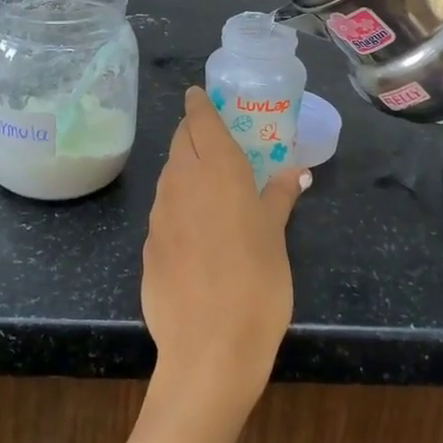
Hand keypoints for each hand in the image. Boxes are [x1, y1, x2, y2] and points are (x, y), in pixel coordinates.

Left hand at [142, 88, 308, 419]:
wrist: (208, 348)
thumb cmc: (256, 282)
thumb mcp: (276, 235)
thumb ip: (280, 196)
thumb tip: (295, 171)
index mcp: (215, 167)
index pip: (199, 117)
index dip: (199, 103)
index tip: (201, 95)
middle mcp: (180, 180)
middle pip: (180, 140)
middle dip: (193, 131)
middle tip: (215, 138)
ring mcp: (159, 212)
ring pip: (169, 172)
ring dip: (184, 166)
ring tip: (209, 181)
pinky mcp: (147, 244)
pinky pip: (163, 208)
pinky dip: (178, 203)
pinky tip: (196, 227)